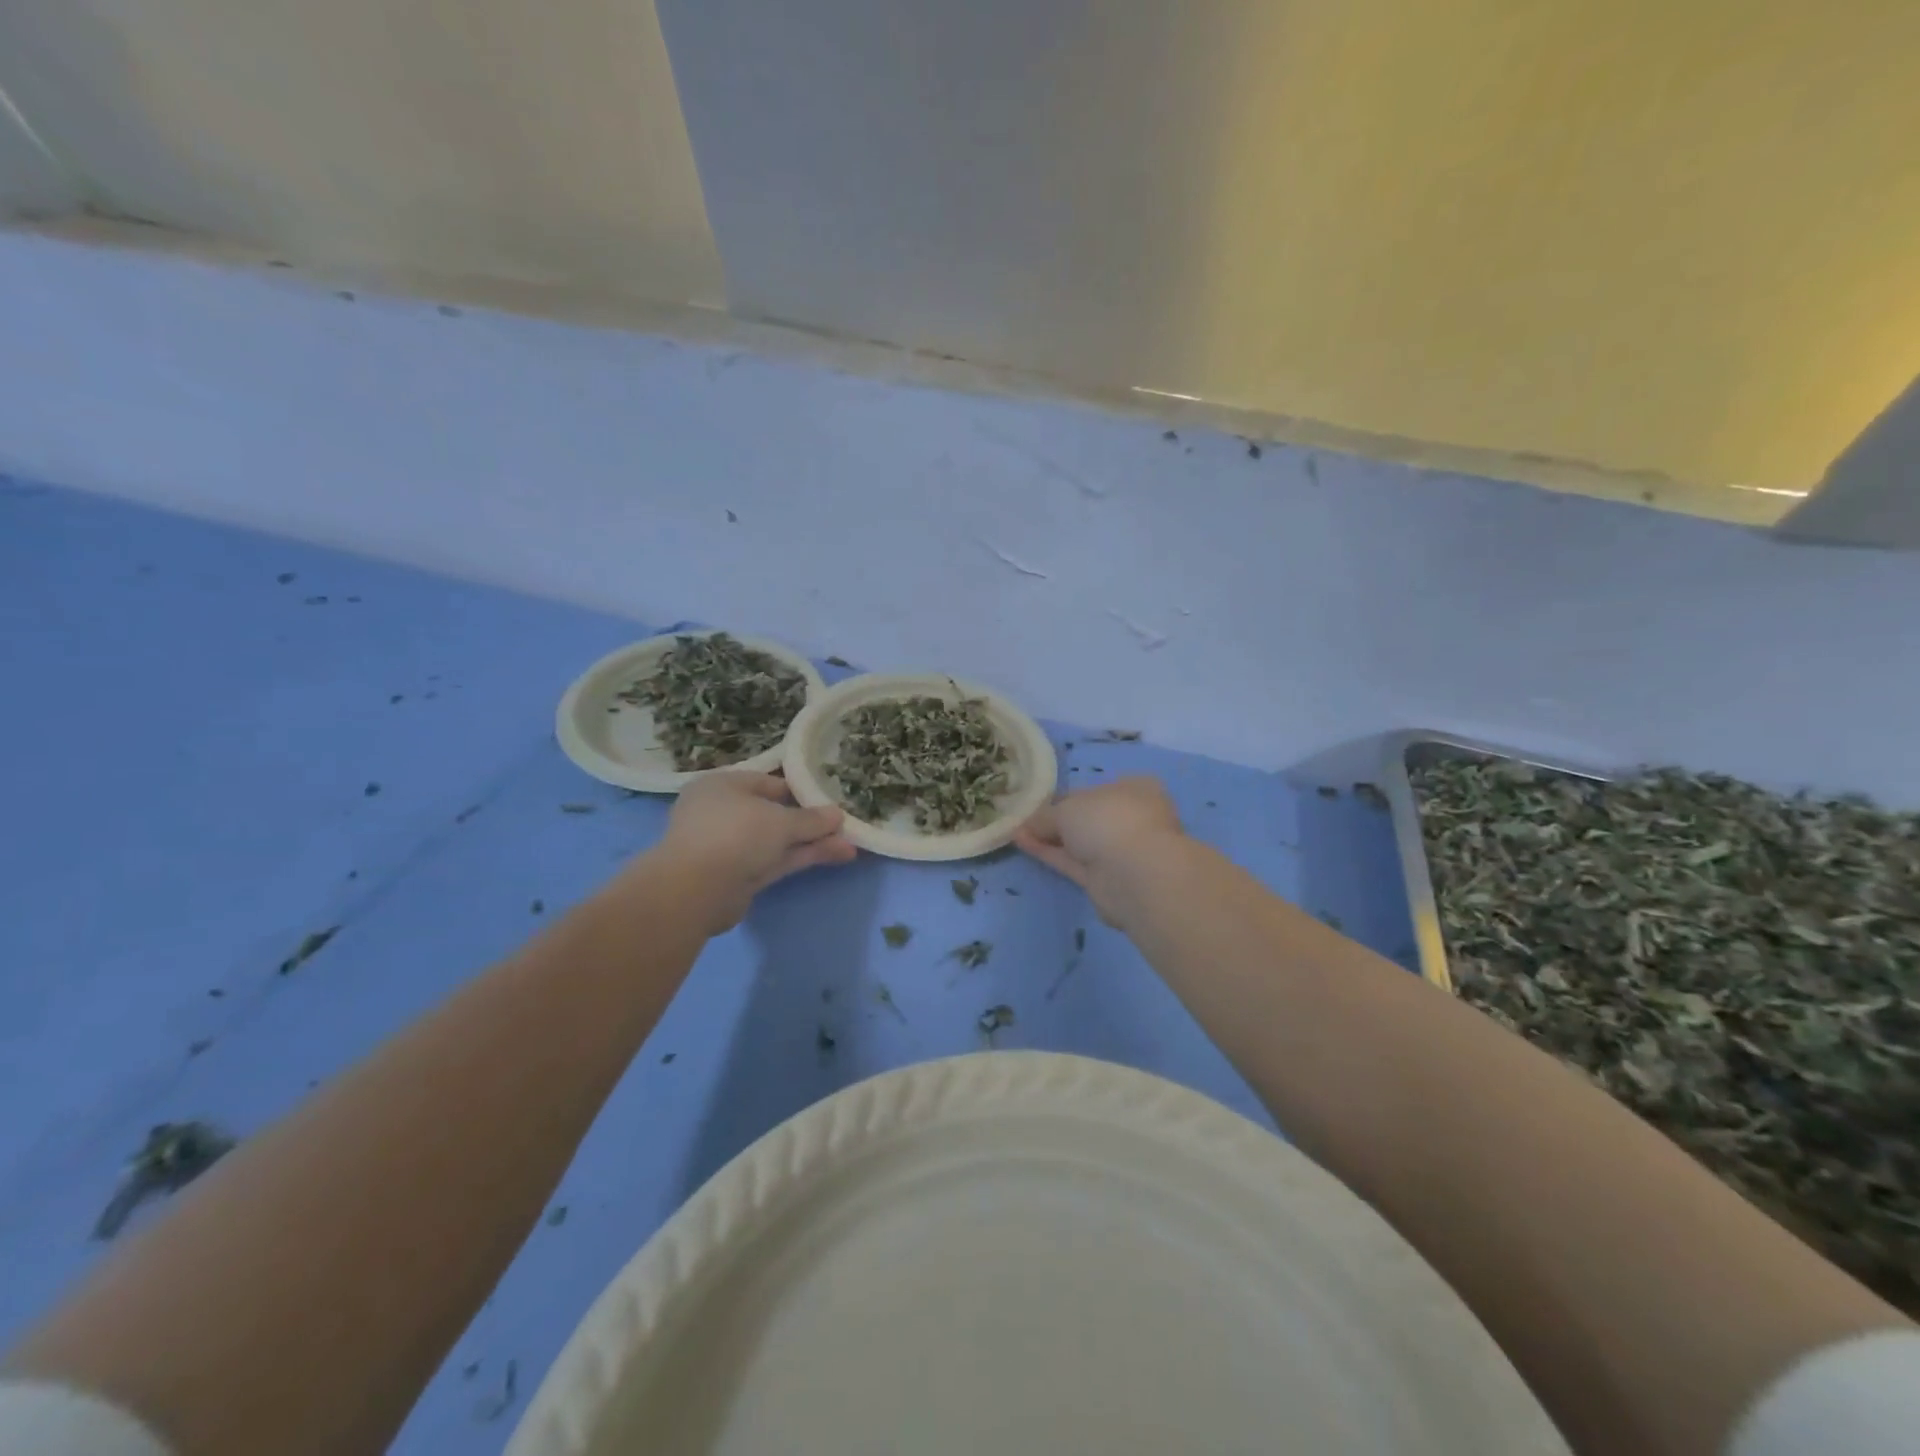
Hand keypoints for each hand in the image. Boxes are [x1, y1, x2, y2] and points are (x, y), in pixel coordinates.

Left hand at [650, 773, 856, 932]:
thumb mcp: (781, 820)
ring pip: (778, 840)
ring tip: (850, 844)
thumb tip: (838, 815)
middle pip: (774, 813)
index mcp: (722, 786)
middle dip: (810, 821)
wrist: (695, 891)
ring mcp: (730, 847)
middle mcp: (723, 813)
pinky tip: (837, 855)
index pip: (766, 782)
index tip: (827, 798)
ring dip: (812, 842)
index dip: (799, 790)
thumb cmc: (735, 834)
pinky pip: (777, 860)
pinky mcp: (739, 876)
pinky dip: (803, 857)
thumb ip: (812, 819)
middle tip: (843, 824)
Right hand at [1014, 777, 1186, 926]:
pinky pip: (1072, 862)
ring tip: (1015, 831)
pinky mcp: (1106, 880)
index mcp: (1135, 789)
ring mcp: (1120, 852)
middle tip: (1023, 818)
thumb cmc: (1109, 821)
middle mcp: (1131, 818)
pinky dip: (1049, 853)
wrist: (1135, 875)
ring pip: (1079, 842)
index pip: (1095, 790)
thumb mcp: (1067, 807)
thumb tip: (1027, 824)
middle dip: (1055, 819)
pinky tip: (1022, 844)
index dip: (1065, 795)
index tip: (1038, 801)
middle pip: (1086, 817)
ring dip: (1049, 837)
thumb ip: (1045, 815)